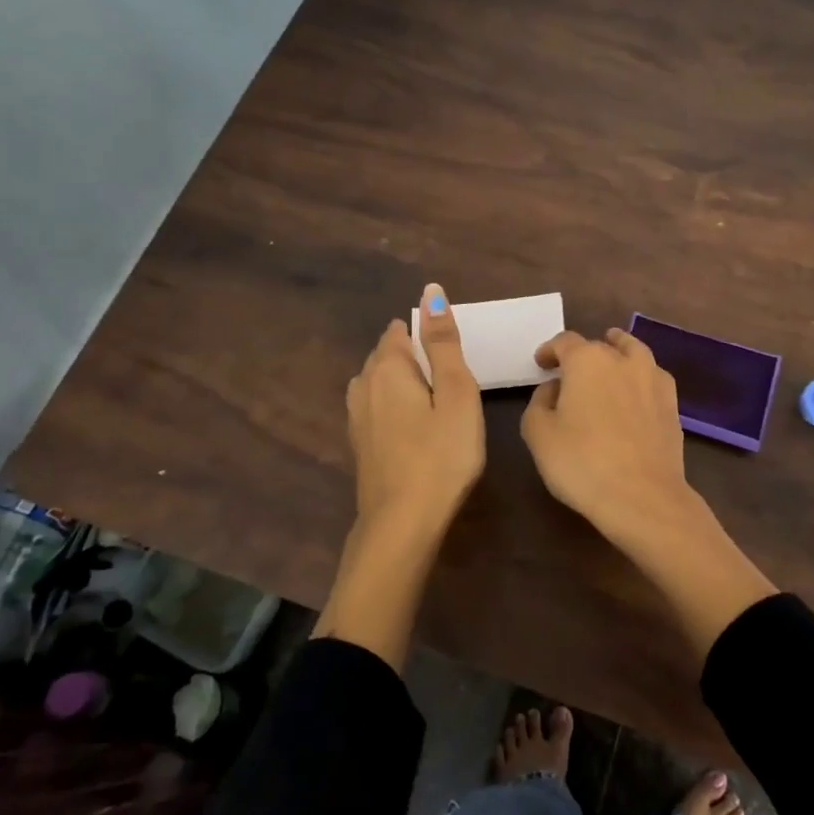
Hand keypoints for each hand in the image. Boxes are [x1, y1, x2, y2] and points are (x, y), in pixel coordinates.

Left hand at [316, 284, 483, 671]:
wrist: (402, 523)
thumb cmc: (441, 455)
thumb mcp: (456, 394)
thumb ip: (444, 343)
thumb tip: (431, 291)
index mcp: (389, 369)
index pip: (400, 332)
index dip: (425, 333)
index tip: (451, 354)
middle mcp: (364, 386)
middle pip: (385, 355)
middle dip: (411, 354)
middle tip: (449, 375)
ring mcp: (357, 418)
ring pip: (376, 382)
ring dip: (400, 379)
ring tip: (432, 395)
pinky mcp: (360, 445)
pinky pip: (374, 407)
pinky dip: (392, 404)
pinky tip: (409, 423)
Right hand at [521, 327, 697, 553]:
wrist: (642, 497)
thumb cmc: (582, 463)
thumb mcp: (538, 434)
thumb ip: (539, 403)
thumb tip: (554, 389)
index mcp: (587, 360)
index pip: (565, 342)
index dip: (550, 350)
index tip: (541, 363)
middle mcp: (623, 360)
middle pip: (599, 346)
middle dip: (581, 355)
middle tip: (569, 373)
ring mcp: (654, 380)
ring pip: (634, 353)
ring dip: (619, 351)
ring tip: (611, 358)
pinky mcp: (673, 405)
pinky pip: (652, 378)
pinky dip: (641, 377)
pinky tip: (636, 391)